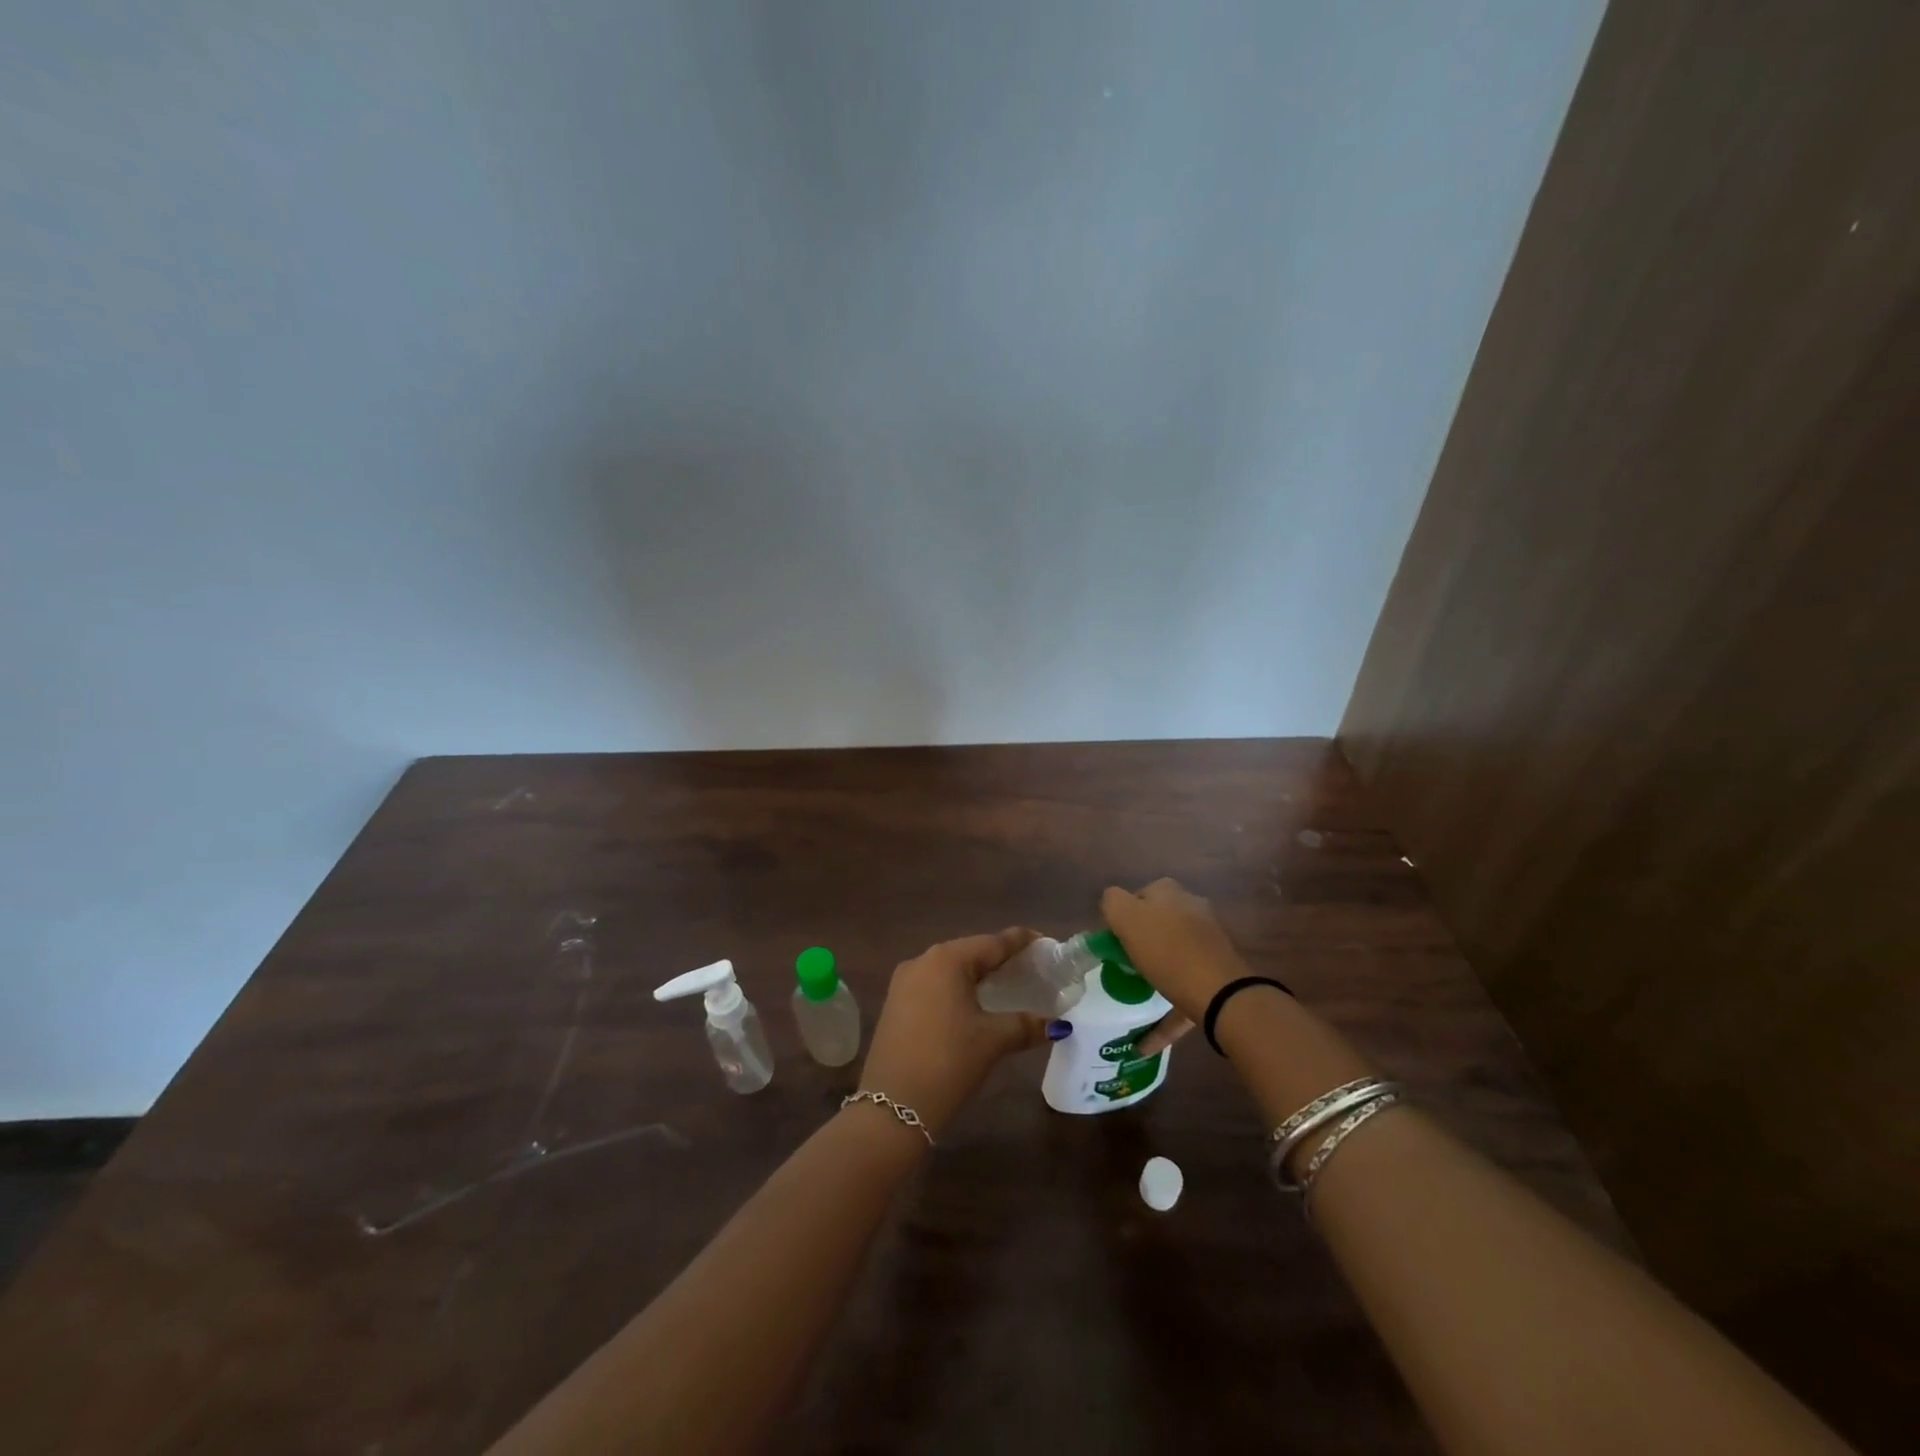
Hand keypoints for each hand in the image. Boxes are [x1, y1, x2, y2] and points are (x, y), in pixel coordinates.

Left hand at [858, 928, 1051, 1135]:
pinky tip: (973, 1004)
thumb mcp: (992, 1041)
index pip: (993, 942)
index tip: (1045, 943)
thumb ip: (1026, 1025)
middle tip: (1031, 968)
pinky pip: (934, 985)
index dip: (1021, 942)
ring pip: (950, 969)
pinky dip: (957, 989)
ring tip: (1007, 984)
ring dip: (977, 975)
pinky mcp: (895, 1003)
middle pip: (970, 952)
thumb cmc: (948, 1062)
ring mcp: (904, 982)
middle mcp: (922, 961)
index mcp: (947, 959)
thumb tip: (1058, 1024)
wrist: (891, 1108)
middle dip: (1000, 958)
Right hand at [1101, 878, 1250, 1055]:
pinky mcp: (1217, 976)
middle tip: (1122, 966)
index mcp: (1170, 893)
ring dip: (1155, 976)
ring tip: (1134, 998)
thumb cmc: (1167, 950)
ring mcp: (1209, 943)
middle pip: (1159, 925)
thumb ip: (1113, 902)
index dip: (1123, 915)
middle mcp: (1193, 910)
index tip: (1113, 940)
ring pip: (1174, 957)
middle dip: (1142, 943)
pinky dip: (1166, 1014)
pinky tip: (1145, 1043)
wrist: (1220, 994)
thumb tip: (1113, 902)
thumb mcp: (1126, 917)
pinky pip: (1185, 992)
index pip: (1140, 895)